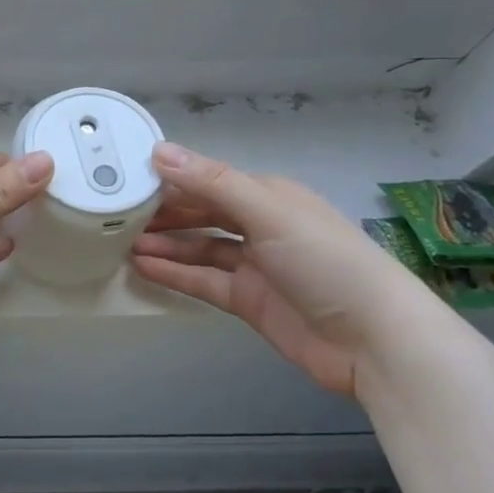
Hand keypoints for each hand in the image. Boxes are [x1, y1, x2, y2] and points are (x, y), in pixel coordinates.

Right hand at [129, 142, 443, 399]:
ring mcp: (254, 265)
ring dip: (165, 243)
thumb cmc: (326, 262)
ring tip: (121, 241)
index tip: (128, 179)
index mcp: (268, 196)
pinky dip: (175, 273)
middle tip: (117, 213)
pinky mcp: (249, 300)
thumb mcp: (268, 213)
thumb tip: (158, 151)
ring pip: (199, 247)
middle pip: (202, 213)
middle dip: (164, 212)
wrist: (375, 341)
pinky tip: (143, 267)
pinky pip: (203, 280)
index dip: (171, 180)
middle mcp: (260, 226)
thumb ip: (212, 183)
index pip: (209, 181)